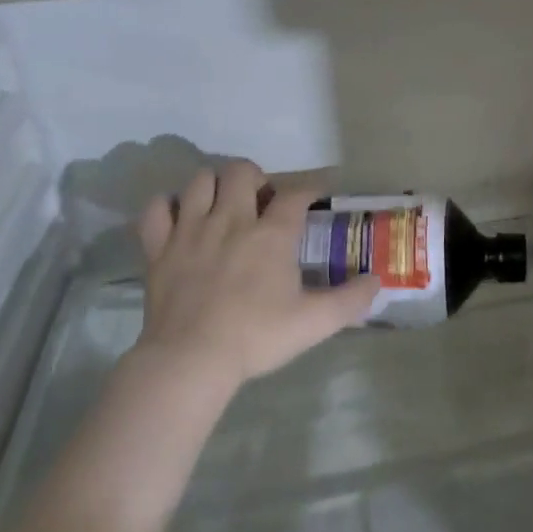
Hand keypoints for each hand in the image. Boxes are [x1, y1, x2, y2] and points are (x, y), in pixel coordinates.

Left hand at [134, 161, 379, 389]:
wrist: (191, 360)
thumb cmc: (257, 337)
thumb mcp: (315, 322)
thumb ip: (350, 300)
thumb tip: (376, 282)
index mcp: (271, 234)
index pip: (295, 193)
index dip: (310, 188)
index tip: (316, 194)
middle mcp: (231, 220)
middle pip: (241, 171)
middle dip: (256, 177)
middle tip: (262, 201)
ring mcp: (190, 230)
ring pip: (200, 180)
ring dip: (215, 185)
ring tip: (224, 204)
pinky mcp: (158, 248)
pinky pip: (156, 208)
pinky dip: (168, 206)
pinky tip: (179, 218)